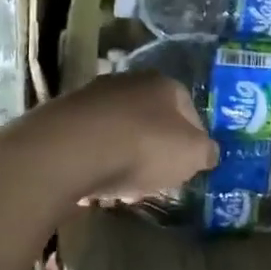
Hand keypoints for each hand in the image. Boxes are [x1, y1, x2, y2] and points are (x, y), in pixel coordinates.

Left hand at [47, 70, 217, 202]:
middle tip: (156, 178)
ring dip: (124, 156)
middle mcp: (128, 81)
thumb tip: (208, 153)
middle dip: (156, 148)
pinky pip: (90, 142)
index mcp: (164, 84)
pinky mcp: (62, 117)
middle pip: (151, 118)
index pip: (189, 109)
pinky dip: (96, 160)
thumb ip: (206, 152)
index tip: (189, 166)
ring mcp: (92, 96)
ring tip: (123, 188)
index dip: (194, 140)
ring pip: (119, 130)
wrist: (70, 150)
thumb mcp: (191, 155)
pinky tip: (95, 183)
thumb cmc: (143, 147)